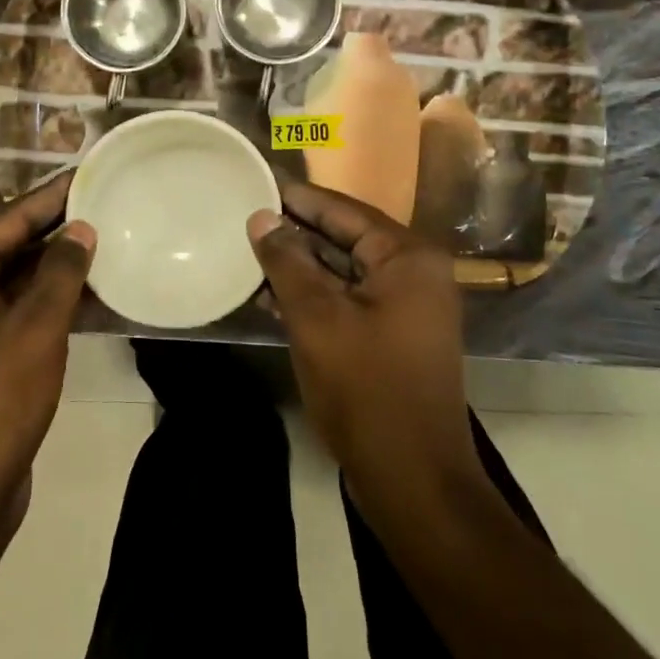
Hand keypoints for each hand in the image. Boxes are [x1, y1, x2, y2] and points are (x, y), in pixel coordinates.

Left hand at [0, 175, 95, 530]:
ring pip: (17, 280)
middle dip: (58, 230)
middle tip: (107, 203)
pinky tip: (93, 292)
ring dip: (59, 266)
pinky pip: (19, 311)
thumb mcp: (35, 327)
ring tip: (109, 240)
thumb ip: (61, 271)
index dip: (51, 197)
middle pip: (10, 246)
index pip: (7, 220)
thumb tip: (81, 228)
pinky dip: (52, 300)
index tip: (88, 172)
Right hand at [248, 183, 477, 509]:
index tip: (259, 180)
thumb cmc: (366, 388)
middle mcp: (413, 274)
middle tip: (246, 213)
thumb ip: (287, 262)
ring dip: (298, 265)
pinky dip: (311, 296)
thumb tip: (261, 218)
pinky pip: (346, 301)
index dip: (299, 197)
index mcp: (407, 257)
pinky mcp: (391, 337)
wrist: (412, 478)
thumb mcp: (317, 318)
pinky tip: (267, 294)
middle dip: (295, 230)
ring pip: (342, 272)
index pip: (344, 210)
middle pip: (345, 238)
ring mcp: (404, 308)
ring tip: (247, 249)